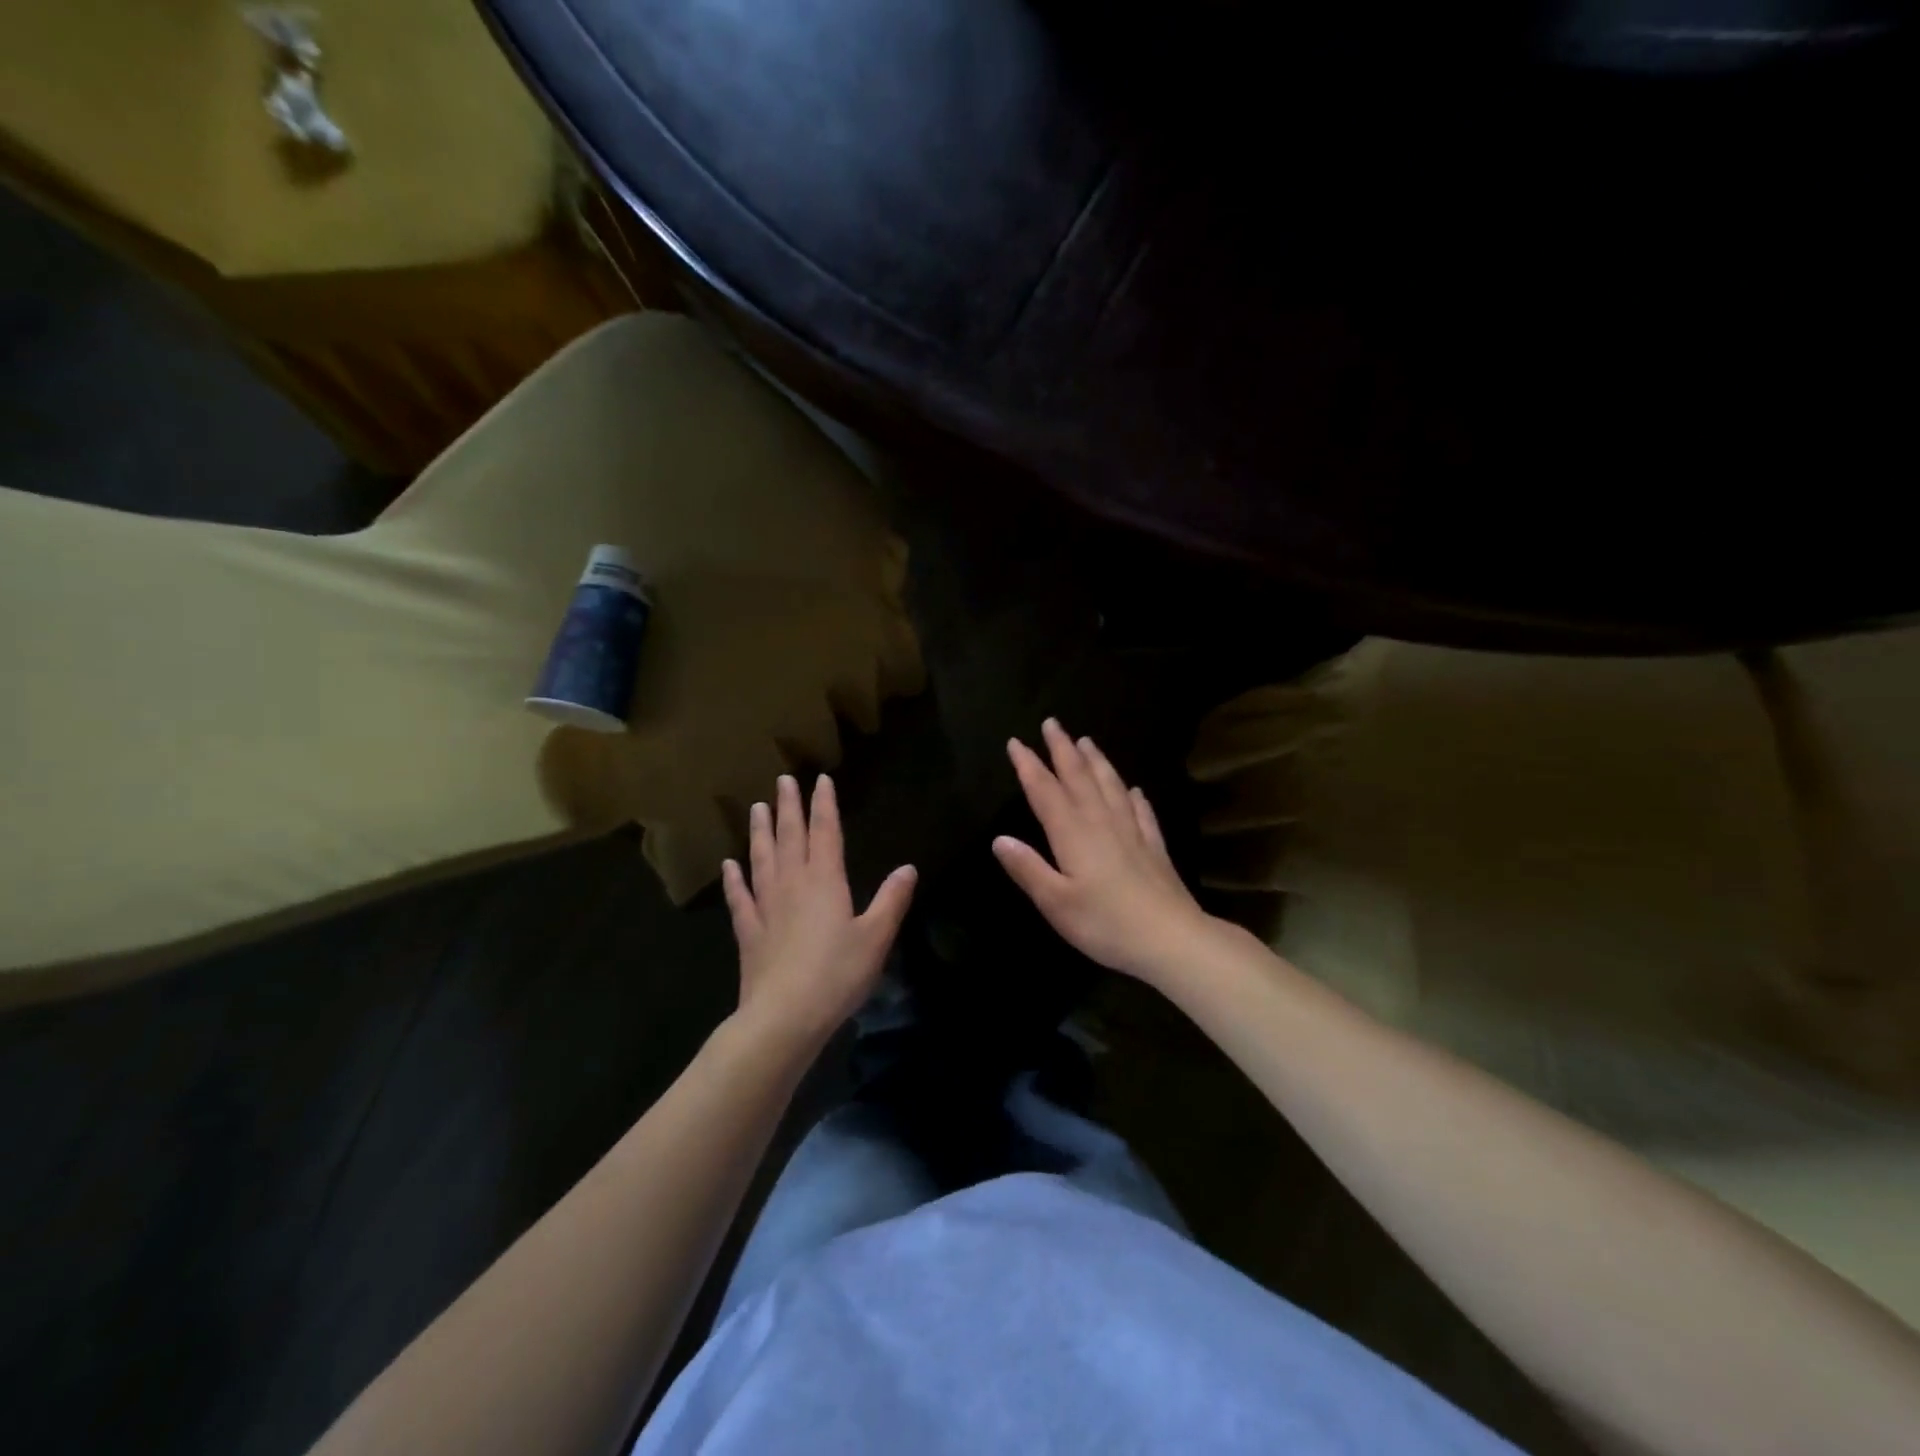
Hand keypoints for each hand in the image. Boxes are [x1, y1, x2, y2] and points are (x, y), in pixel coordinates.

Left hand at [722, 773, 916, 1046]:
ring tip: (757, 808)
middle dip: (789, 807)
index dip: (824, 805)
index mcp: (825, 881)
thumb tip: (908, 868)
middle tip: (783, 780)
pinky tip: (729, 865)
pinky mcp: (749, 932)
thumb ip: (891, 900)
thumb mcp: (876, 938)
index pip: (825, 832)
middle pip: (790, 837)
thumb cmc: (837, 974)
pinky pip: (740, 897)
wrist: (785, 1017)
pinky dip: (734, 879)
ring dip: (760, 832)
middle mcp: (793, 884)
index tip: (820, 780)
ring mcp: (766, 907)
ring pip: (762, 859)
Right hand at [993, 720, 1214, 983]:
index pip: (1046, 791)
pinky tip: (1135, 790)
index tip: (1016, 742)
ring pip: (1111, 786)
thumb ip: (1028, 869)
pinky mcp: (1154, 848)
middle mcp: (1102, 823)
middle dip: (1063, 749)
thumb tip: (999, 839)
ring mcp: (1132, 833)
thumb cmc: (1106, 924)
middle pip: (1080, 777)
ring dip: (1097, 762)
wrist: (1172, 940)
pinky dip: (1135, 797)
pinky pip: (1142, 812)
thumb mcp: (1056, 903)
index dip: (1029, 765)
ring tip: (1087, 741)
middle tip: (1053, 723)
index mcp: (1073, 834)